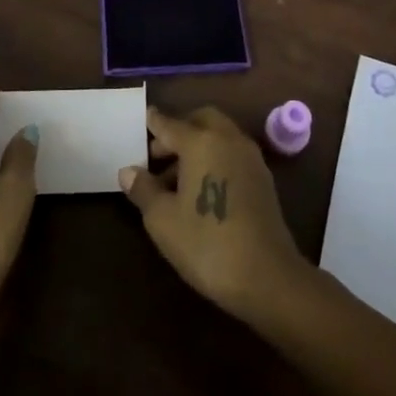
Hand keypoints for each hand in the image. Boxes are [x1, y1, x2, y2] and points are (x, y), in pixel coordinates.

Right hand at [119, 106, 309, 320]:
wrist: (267, 276)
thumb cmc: (207, 244)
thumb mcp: (163, 220)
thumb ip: (144, 189)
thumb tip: (128, 171)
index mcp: (201, 141)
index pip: (170, 124)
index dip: (154, 123)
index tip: (144, 119)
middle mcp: (228, 139)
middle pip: (200, 120)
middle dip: (179, 130)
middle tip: (158, 155)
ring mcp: (249, 157)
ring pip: (219, 136)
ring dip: (197, 145)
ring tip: (174, 179)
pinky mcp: (262, 178)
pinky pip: (232, 153)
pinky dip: (215, 157)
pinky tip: (202, 189)